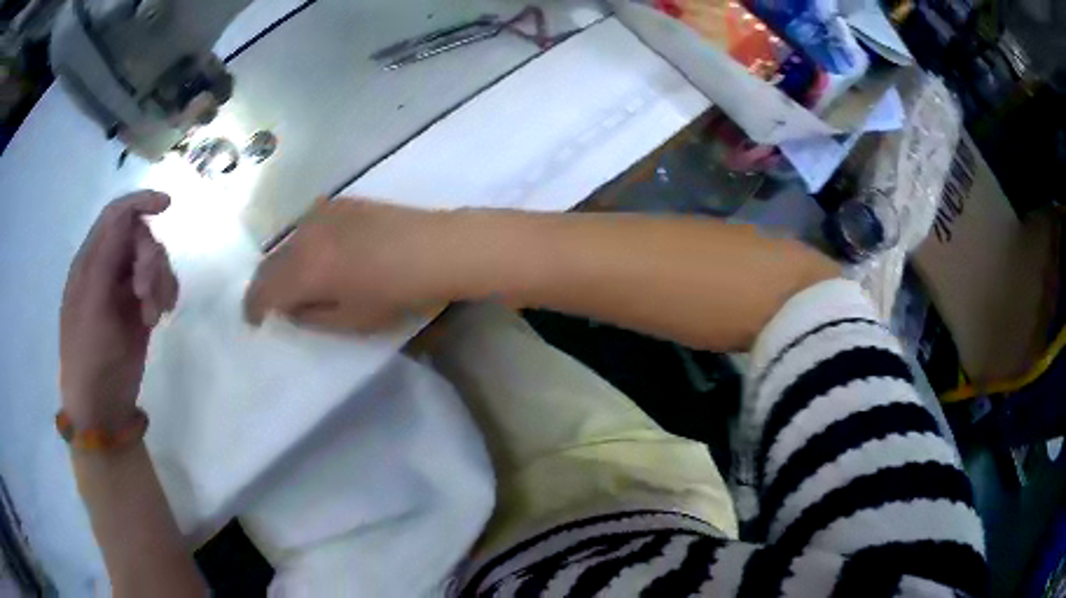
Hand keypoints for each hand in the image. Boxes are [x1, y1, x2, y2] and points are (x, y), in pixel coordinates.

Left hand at [60, 192, 178, 428]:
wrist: (101, 407)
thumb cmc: (88, 355)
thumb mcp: (92, 303)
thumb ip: (106, 255)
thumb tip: (128, 214)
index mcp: (91, 261)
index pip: (116, 215)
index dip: (140, 202)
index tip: (167, 205)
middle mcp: (108, 269)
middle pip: (139, 237)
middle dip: (150, 259)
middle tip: (147, 294)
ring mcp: (125, 290)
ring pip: (153, 261)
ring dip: (160, 281)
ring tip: (154, 314)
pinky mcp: (140, 310)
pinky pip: (161, 286)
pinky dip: (167, 294)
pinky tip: (162, 315)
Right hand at [244, 198, 462, 332]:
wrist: (436, 248)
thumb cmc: (397, 293)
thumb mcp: (351, 320)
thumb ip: (311, 316)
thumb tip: (289, 307)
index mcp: (304, 269)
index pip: (263, 289)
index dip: (254, 307)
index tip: (255, 320)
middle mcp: (305, 235)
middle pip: (271, 262)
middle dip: (267, 285)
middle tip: (273, 303)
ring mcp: (322, 213)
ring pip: (289, 241)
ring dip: (285, 263)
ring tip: (298, 279)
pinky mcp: (341, 202)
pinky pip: (309, 225)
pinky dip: (305, 244)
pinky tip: (322, 254)